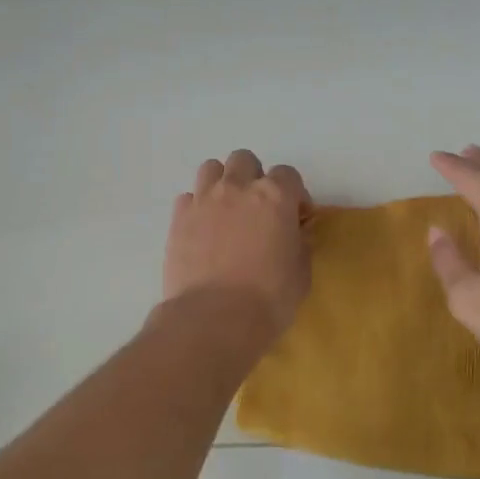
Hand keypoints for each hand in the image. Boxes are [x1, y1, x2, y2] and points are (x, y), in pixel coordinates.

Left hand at [164, 150, 311, 334]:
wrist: (214, 318)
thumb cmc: (269, 298)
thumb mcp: (301, 273)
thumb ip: (299, 243)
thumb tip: (294, 234)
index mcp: (275, 196)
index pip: (288, 175)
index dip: (295, 195)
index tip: (296, 217)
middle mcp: (237, 188)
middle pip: (245, 160)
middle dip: (254, 178)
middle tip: (258, 209)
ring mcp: (204, 201)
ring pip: (211, 169)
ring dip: (222, 183)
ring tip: (227, 211)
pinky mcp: (178, 219)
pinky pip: (188, 199)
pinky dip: (197, 208)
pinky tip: (203, 231)